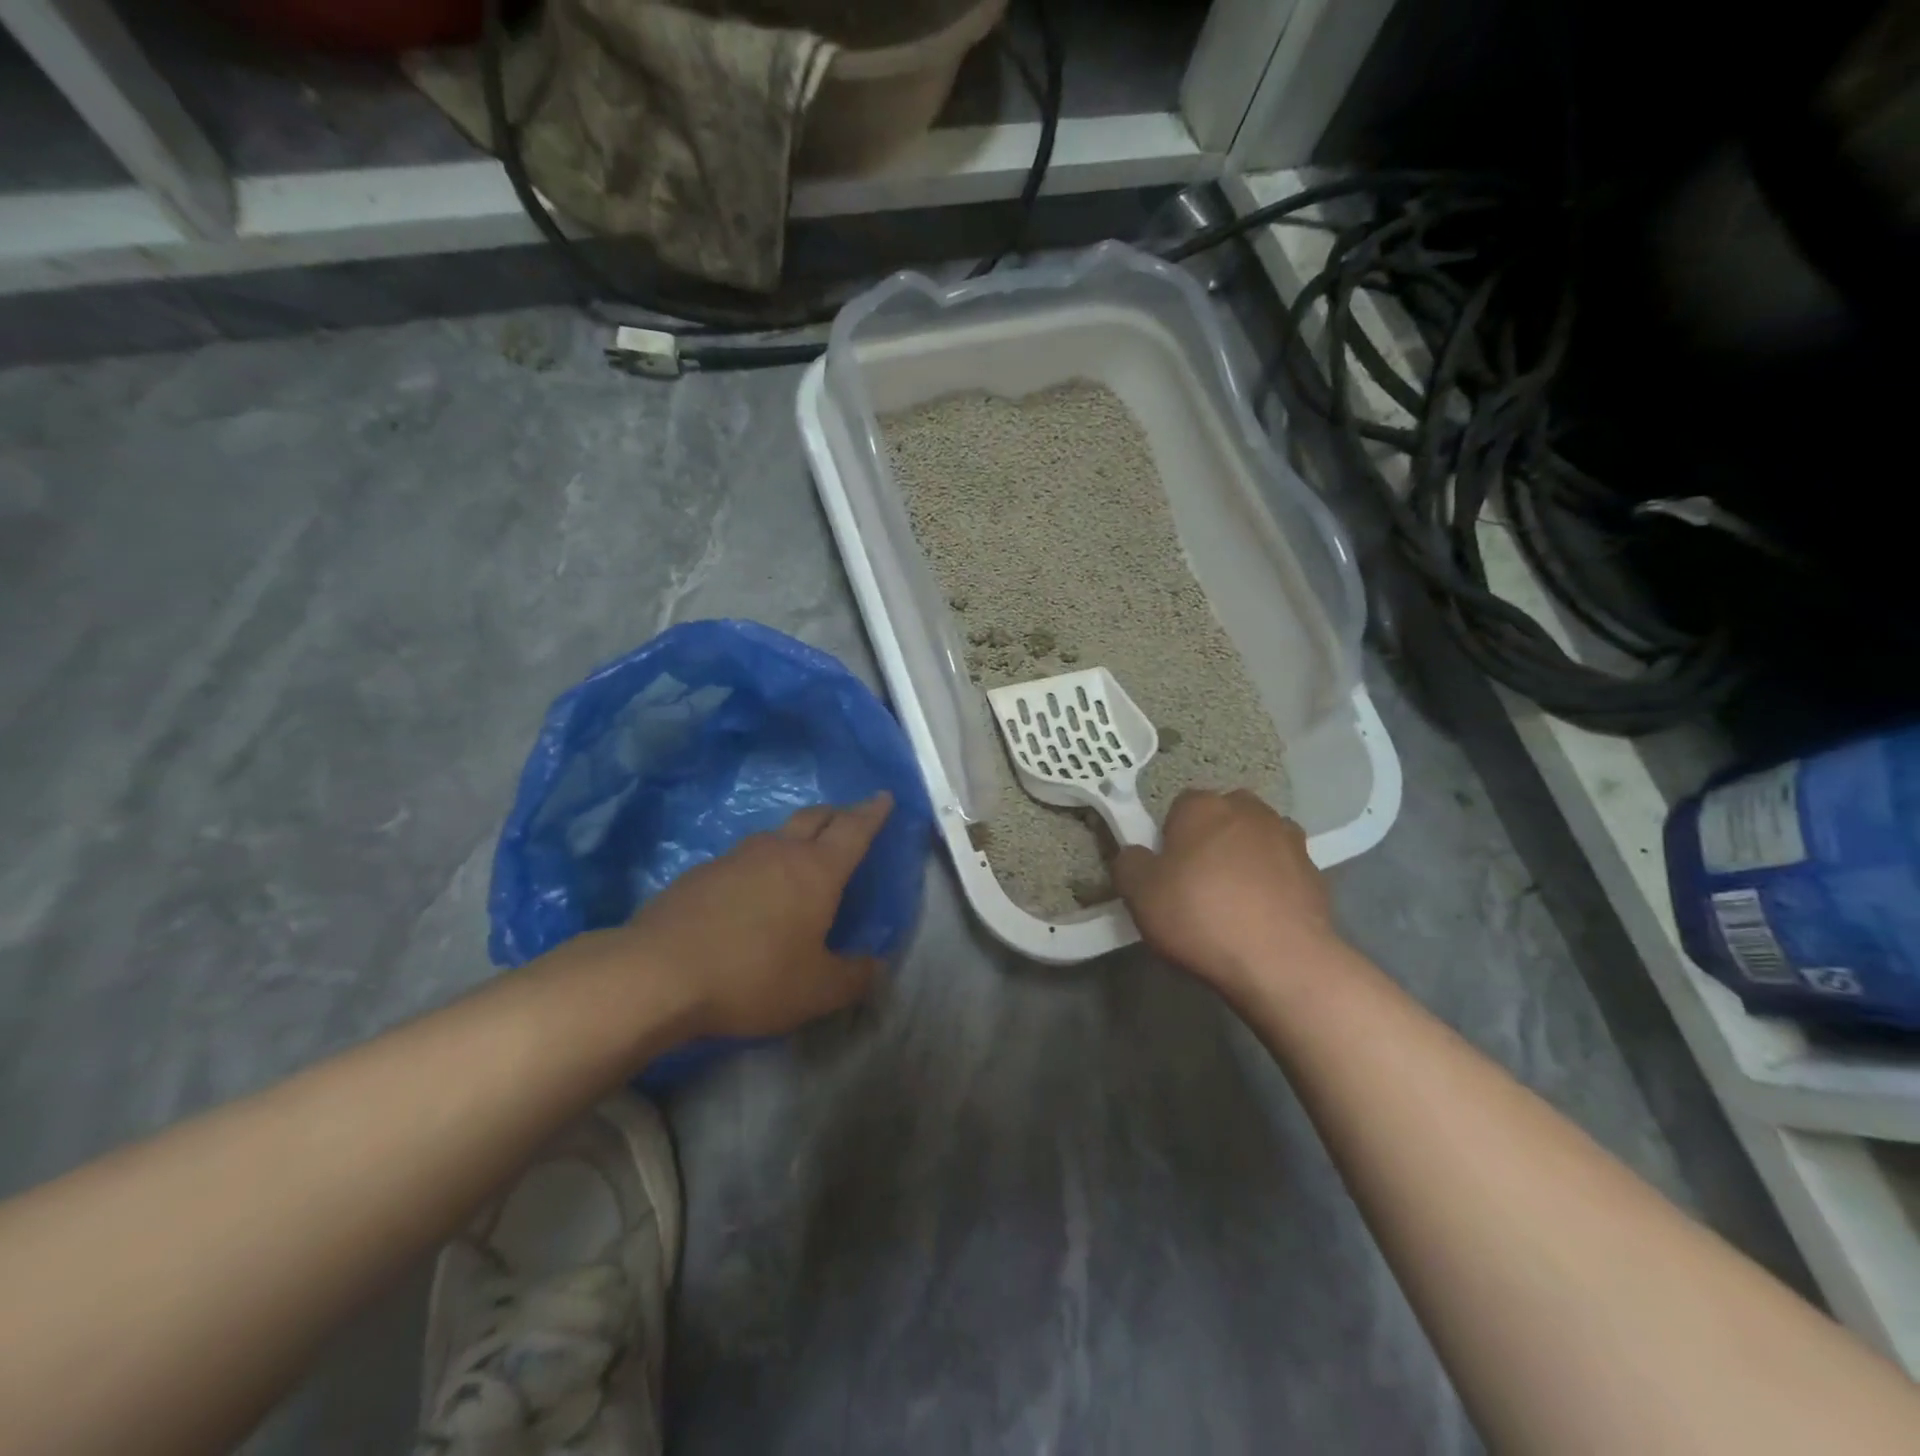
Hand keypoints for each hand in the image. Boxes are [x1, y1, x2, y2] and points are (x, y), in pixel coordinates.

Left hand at [626, 794, 894, 1039]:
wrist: (658, 973)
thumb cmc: (753, 977)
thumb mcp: (817, 990)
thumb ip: (854, 976)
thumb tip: (876, 966)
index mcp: (816, 870)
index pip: (854, 830)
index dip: (873, 813)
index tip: (883, 796)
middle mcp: (778, 851)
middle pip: (815, 817)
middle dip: (838, 814)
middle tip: (849, 817)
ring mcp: (735, 858)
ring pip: (776, 834)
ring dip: (796, 836)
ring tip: (801, 855)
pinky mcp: (700, 873)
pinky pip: (743, 858)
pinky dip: (760, 864)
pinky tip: (751, 890)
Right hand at [1111, 789, 1341, 997]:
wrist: (1282, 962)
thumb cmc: (1200, 917)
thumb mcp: (1140, 894)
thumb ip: (1129, 864)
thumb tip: (1135, 854)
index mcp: (1203, 807)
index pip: (1179, 805)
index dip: (1170, 835)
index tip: (1167, 868)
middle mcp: (1248, 811)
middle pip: (1223, 815)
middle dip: (1212, 837)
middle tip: (1199, 879)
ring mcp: (1288, 839)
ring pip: (1257, 838)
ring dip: (1246, 856)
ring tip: (1235, 898)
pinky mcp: (1315, 872)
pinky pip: (1283, 869)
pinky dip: (1273, 883)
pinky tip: (1263, 915)